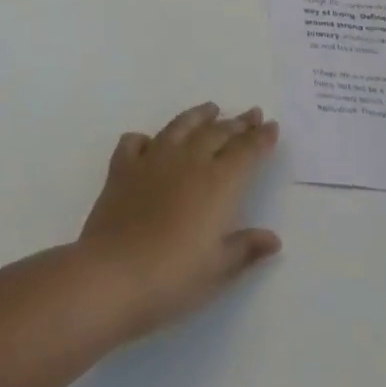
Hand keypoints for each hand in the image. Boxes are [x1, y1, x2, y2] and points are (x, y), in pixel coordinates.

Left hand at [77, 102, 281, 339]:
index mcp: (217, 184)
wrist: (113, 274)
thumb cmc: (173, 277)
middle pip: (217, 133)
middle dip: (238, 123)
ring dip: (198, 116)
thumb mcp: (218, 269)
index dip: (260, 138)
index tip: (271, 125)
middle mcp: (188, 161)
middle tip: (251, 114)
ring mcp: (152, 160)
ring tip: (210, 108)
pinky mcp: (122, 167)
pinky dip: (146, 139)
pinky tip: (149, 142)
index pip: (245, 152)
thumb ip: (245, 248)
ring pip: (180, 126)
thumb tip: (272, 238)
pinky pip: (135, 142)